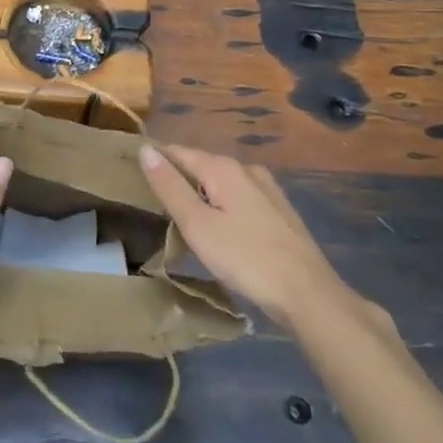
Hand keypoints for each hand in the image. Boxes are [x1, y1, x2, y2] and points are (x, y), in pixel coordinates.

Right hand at [140, 143, 391, 336]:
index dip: (156, 160)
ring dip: (202, 195)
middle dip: (179, 179)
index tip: (134, 174)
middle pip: (201, 166)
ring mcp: (267, 189)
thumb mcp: (197, 225)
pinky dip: (223, 207)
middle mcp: (245, 169)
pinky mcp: (280, 211)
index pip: (178, 152)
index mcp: (222, 168)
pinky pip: (240, 199)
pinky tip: (221, 230)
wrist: (308, 294)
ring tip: (184, 218)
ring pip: (222, 183)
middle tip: (155, 202)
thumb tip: (145, 149)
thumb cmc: (246, 258)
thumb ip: (170, 187)